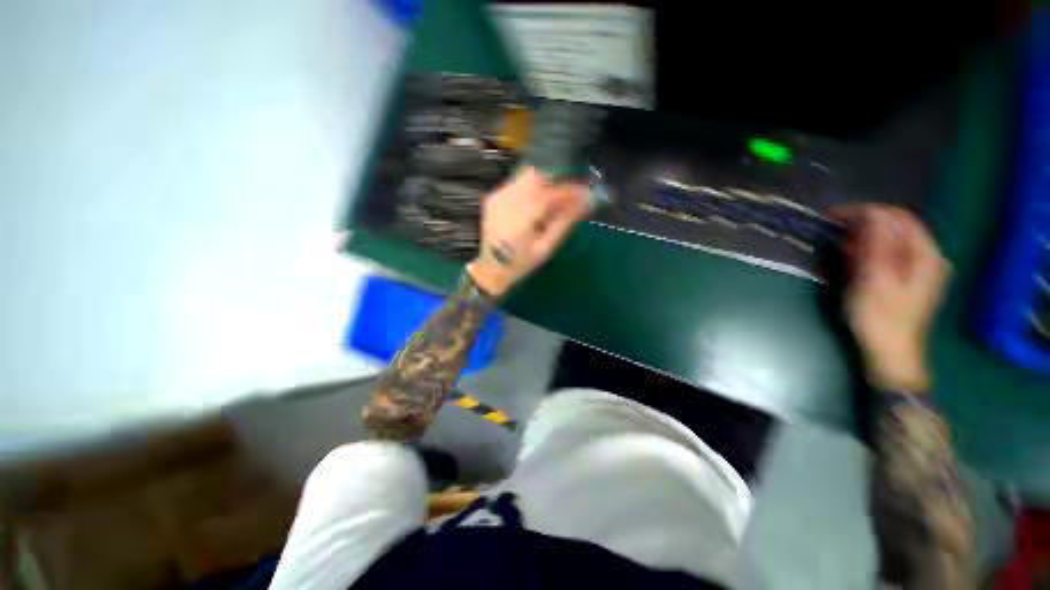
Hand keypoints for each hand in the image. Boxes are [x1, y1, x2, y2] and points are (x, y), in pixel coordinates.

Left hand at [467, 167, 588, 296]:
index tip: (585, 191)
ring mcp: (497, 197)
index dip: (569, 189)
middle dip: (558, 181)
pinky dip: (533, 187)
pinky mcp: (494, 196)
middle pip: (537, 177)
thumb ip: (564, 221)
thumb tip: (585, 200)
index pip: (548, 193)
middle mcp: (506, 202)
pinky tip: (538, 203)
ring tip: (556, 200)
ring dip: (546, 182)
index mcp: (519, 220)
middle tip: (572, 194)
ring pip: (527, 176)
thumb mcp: (546, 248)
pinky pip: (518, 182)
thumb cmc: (522, 262)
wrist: (492, 267)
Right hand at [834, 205, 949, 391]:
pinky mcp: (909, 281)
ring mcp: (921, 270)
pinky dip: (870, 253)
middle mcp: (929, 257)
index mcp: (926, 255)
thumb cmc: (880, 318)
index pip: (899, 217)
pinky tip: (853, 260)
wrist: (891, 355)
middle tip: (833, 233)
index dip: (867, 211)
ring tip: (838, 246)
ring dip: (864, 240)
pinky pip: (890, 256)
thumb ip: (878, 244)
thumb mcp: (875, 279)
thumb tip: (873, 213)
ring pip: (892, 242)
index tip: (834, 216)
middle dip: (864, 226)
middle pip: (897, 228)